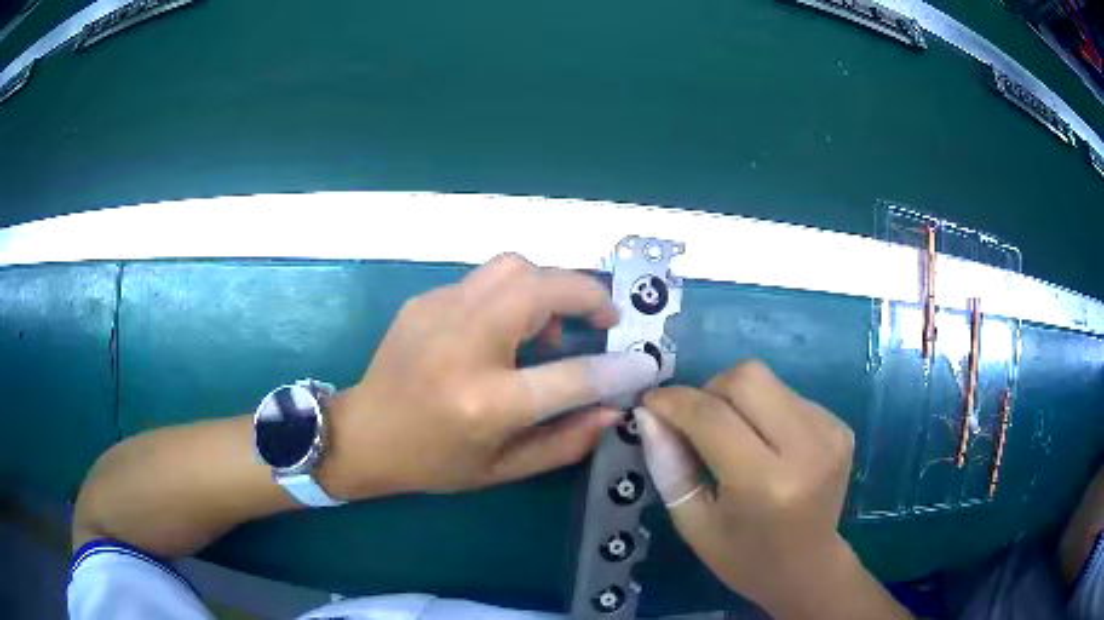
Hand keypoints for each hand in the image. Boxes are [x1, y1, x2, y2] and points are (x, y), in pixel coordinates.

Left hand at [320, 253, 658, 498]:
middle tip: (604, 322)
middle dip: (588, 296)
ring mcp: (439, 312)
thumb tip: (612, 408)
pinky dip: (513, 295)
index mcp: (484, 402)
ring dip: (550, 287)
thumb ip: (566, 441)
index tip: (645, 364)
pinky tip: (504, 330)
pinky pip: (485, 280)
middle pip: (542, 289)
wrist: (363, 433)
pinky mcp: (425, 299)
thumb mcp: (503, 469)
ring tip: (550, 326)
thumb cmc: (433, 461)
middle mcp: (463, 345)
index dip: (618, 369)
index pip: (571, 376)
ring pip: (514, 267)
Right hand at [638, 361, 866, 617]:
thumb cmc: (743, 557)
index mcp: (764, 484)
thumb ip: (669, 467)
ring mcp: (829, 432)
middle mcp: (805, 448)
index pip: (713, 417)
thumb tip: (649, 412)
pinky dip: (764, 409)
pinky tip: (765, 444)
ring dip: (737, 399)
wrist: (809, 568)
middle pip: (746, 378)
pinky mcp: (840, 426)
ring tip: (733, 437)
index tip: (650, 402)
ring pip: (767, 380)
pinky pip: (788, 394)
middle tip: (695, 423)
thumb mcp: (693, 524)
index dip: (675, 402)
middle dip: (709, 390)